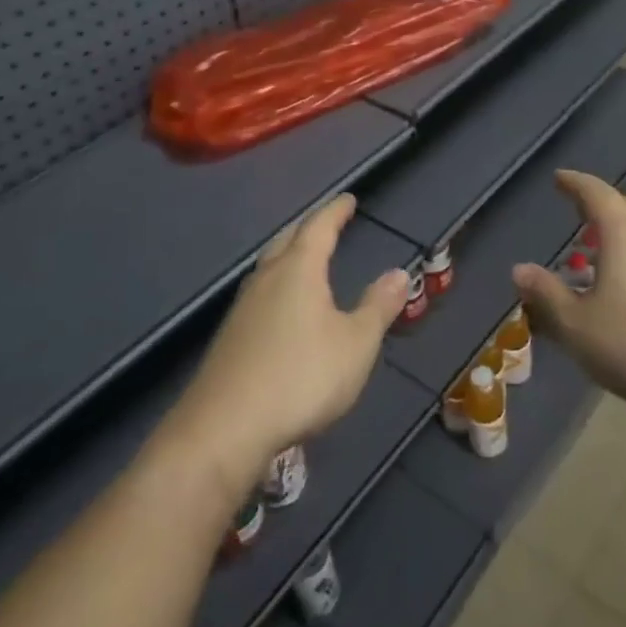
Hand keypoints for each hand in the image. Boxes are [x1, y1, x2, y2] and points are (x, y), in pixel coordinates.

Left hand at [165, 195, 408, 498]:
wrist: (225, 427)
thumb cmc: (301, 376)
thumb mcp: (356, 344)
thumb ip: (378, 306)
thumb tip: (400, 272)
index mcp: (298, 270)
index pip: (319, 227)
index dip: (335, 211)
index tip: (348, 199)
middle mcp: (266, 278)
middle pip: (287, 240)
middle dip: (308, 228)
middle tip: (326, 224)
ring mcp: (243, 307)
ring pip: (268, 266)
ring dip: (288, 255)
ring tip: (304, 260)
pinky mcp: (230, 337)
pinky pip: (259, 294)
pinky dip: (276, 285)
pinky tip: (280, 307)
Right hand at [513, 170, 625, 419]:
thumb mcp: (578, 326)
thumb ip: (546, 295)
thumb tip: (520, 270)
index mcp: (623, 232)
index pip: (595, 192)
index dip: (574, 183)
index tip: (559, 178)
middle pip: (625, 206)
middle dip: (600, 207)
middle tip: (579, 217)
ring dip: (623, 232)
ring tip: (603, 255)